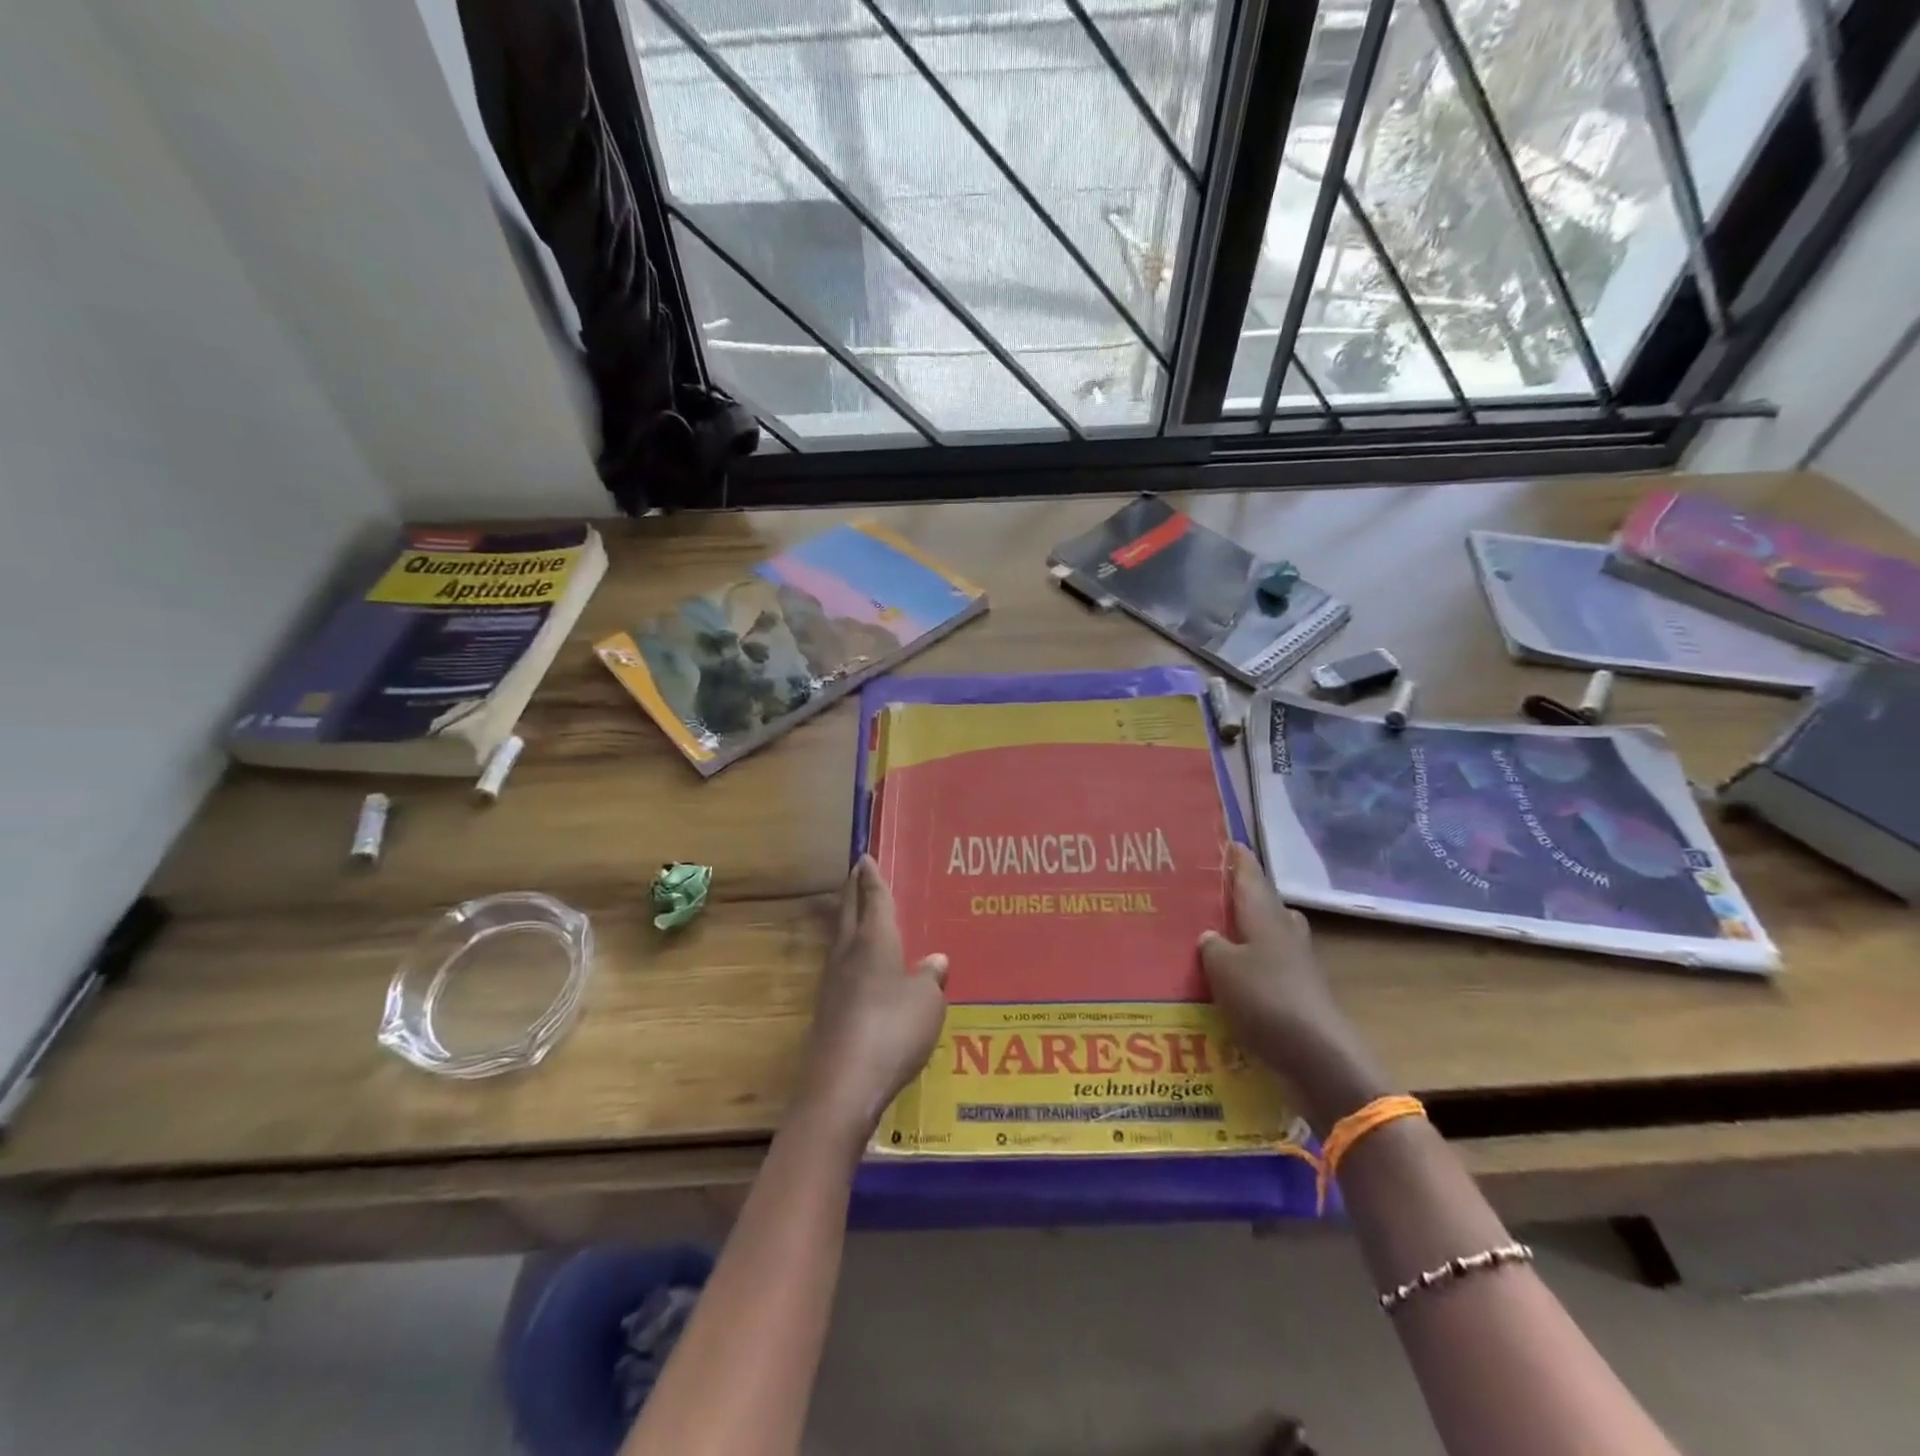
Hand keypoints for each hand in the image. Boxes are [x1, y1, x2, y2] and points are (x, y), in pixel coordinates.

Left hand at [796, 857, 948, 1149]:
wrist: (842, 1086)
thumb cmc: (892, 1030)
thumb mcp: (927, 1002)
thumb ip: (930, 978)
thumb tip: (935, 959)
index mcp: (875, 941)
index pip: (873, 899)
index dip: (871, 878)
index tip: (865, 857)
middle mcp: (849, 954)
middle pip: (848, 913)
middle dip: (853, 890)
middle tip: (856, 873)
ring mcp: (833, 984)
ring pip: (841, 939)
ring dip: (848, 920)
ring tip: (858, 914)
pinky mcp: (828, 1012)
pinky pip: (841, 968)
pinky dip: (850, 955)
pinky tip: (860, 969)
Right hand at [1200, 843, 1393, 1132]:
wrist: (1317, 1057)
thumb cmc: (1265, 999)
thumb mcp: (1222, 967)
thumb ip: (1211, 945)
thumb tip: (1209, 936)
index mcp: (1265, 914)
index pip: (1249, 872)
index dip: (1234, 856)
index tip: (1218, 841)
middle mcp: (1283, 931)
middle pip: (1261, 902)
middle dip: (1236, 896)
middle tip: (1202, 895)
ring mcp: (1295, 963)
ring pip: (1265, 936)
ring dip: (1242, 934)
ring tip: (1209, 937)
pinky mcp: (1298, 994)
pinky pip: (1266, 968)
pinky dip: (1247, 968)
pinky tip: (1224, 981)